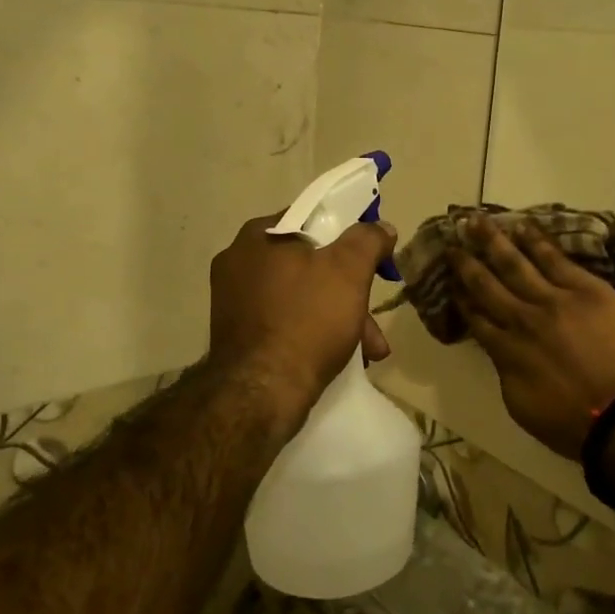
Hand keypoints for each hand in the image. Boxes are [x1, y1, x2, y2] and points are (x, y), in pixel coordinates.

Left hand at [209, 215, 396, 425]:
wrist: (261, 395)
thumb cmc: (306, 320)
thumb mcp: (349, 271)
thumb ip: (367, 240)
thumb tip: (380, 227)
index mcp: (258, 236)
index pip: (313, 219)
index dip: (349, 237)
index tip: (374, 261)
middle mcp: (238, 262)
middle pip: (310, 264)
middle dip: (350, 291)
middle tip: (374, 319)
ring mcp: (234, 301)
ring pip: (302, 297)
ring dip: (339, 318)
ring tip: (370, 349)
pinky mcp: (238, 335)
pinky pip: (286, 322)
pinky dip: (314, 333)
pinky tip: (341, 357)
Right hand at [447, 216, 614, 460]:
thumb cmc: (573, 422)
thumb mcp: (521, 405)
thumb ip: (505, 370)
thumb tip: (499, 350)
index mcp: (505, 350)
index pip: (475, 317)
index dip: (459, 297)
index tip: (448, 279)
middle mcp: (521, 319)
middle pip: (486, 284)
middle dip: (466, 262)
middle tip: (452, 241)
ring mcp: (554, 300)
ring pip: (515, 264)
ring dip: (492, 241)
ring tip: (475, 221)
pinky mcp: (585, 289)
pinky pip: (555, 259)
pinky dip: (535, 241)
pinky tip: (520, 226)